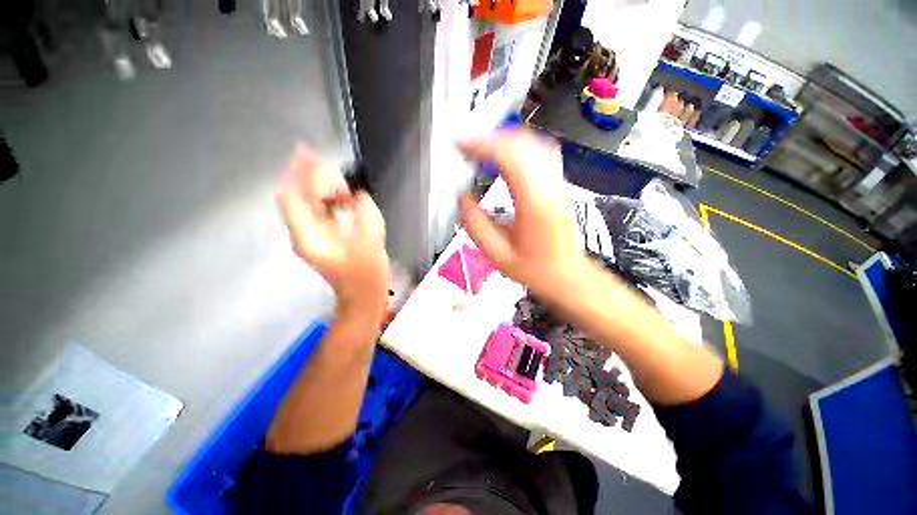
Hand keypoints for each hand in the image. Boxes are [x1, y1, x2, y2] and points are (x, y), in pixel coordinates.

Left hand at [277, 145, 389, 317]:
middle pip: (298, 197)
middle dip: (314, 181)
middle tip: (340, 180)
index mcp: (310, 236)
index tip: (307, 151)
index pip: (294, 197)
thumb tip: (356, 196)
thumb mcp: (372, 243)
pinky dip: (329, 201)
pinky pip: (318, 211)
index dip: (298, 173)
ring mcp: (311, 237)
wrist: (363, 297)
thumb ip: (364, 214)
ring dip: (323, 191)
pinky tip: (345, 200)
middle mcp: (304, 234)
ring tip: (345, 191)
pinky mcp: (321, 238)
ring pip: (307, 203)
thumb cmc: (367, 275)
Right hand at [457, 131, 587, 304]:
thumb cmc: (534, 270)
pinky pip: (541, 153)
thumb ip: (476, 226)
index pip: (508, 156)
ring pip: (533, 144)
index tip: (459, 144)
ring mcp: (557, 183)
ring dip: (504, 140)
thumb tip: (463, 199)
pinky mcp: (558, 186)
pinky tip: (506, 156)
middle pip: (521, 143)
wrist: (567, 276)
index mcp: (533, 202)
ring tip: (481, 149)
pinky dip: (520, 147)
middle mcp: (548, 186)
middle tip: (466, 146)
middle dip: (489, 138)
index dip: (481, 144)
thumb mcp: (497, 255)